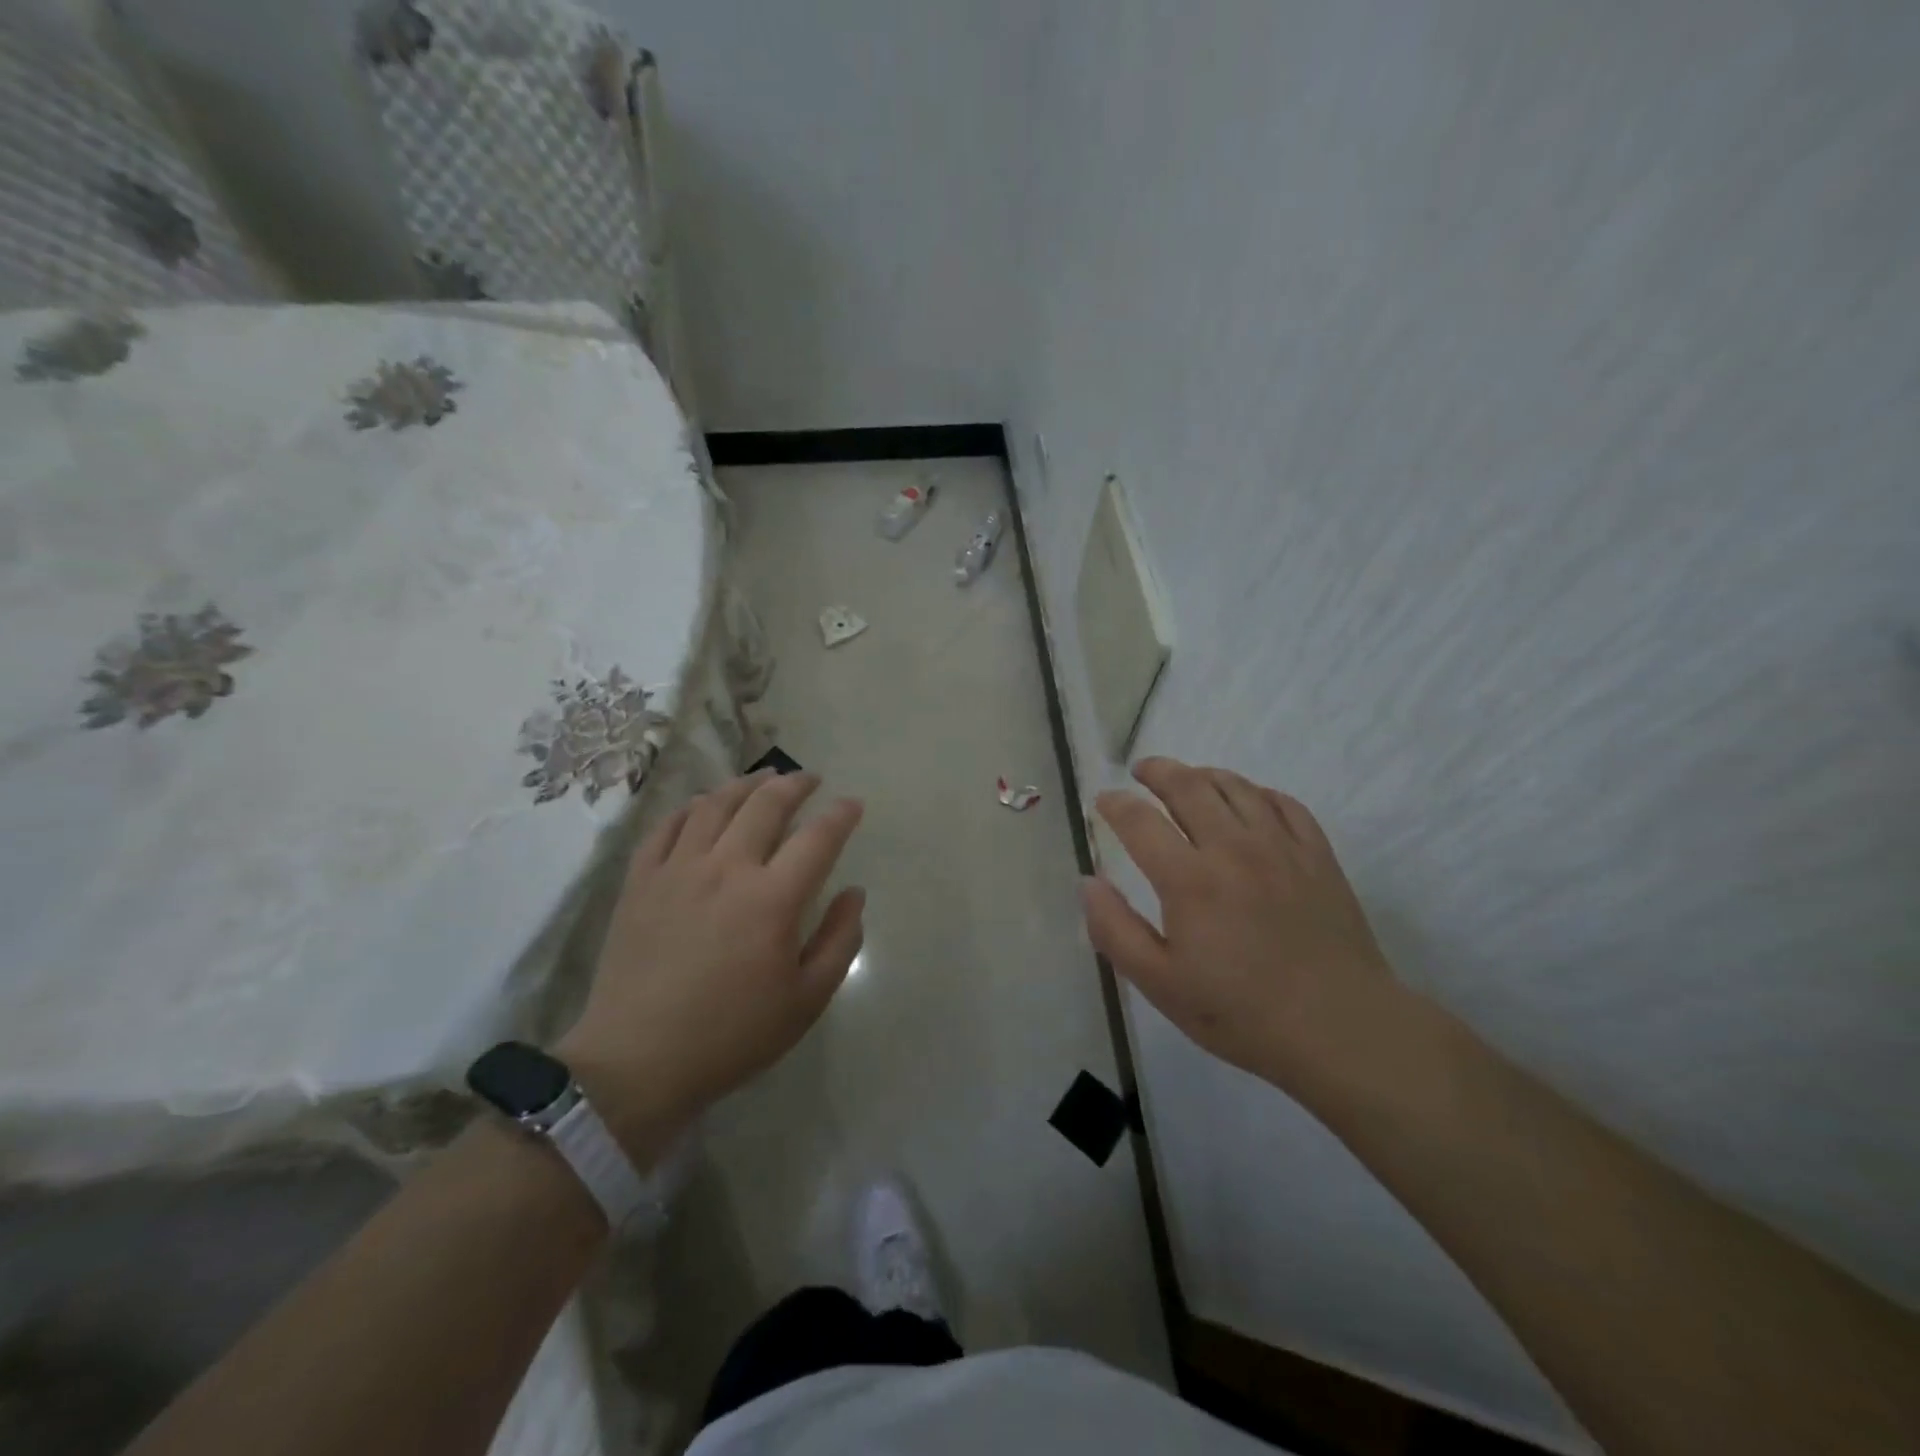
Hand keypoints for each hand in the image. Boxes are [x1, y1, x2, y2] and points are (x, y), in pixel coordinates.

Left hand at [558, 771, 864, 1157]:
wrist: (637, 1062)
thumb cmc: (731, 1035)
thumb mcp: (806, 1000)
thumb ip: (840, 940)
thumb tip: (854, 893)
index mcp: (773, 898)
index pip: (818, 838)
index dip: (840, 815)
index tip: (852, 804)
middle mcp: (727, 868)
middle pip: (766, 805)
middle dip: (795, 784)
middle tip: (809, 779)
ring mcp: (678, 869)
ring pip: (715, 804)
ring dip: (744, 785)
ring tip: (762, 779)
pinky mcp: (641, 881)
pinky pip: (667, 826)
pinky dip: (691, 808)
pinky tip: (702, 807)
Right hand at [1082, 757, 1395, 1093]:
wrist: (1340, 1028)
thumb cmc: (1241, 1012)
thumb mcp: (1160, 984)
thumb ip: (1115, 930)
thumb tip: (1089, 882)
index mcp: (1188, 878)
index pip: (1140, 820)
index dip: (1116, 804)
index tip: (1104, 801)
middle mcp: (1232, 847)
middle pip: (1188, 786)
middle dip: (1157, 770)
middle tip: (1141, 770)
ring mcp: (1280, 846)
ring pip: (1235, 786)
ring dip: (1203, 774)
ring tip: (1188, 778)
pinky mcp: (1317, 855)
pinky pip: (1283, 803)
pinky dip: (1257, 792)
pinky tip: (1249, 800)